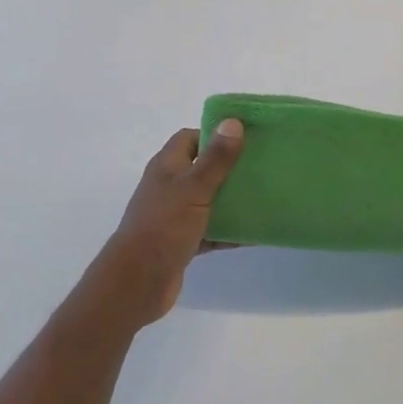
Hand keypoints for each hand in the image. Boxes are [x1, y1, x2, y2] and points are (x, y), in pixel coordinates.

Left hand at [90, 121, 244, 325]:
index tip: (246, 138)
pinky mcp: (182, 242)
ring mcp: (174, 215)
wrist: (138, 282)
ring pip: (208, 200)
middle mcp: (169, 186)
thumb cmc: (164, 226)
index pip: (191, 137)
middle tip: (261, 166)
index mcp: (167, 166)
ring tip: (264, 196)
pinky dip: (229, 231)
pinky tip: (254, 233)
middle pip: (203, 168)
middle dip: (230, 168)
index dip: (216, 134)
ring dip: (232, 200)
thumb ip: (216, 158)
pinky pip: (211, 230)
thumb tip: (233, 122)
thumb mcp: (194, 188)